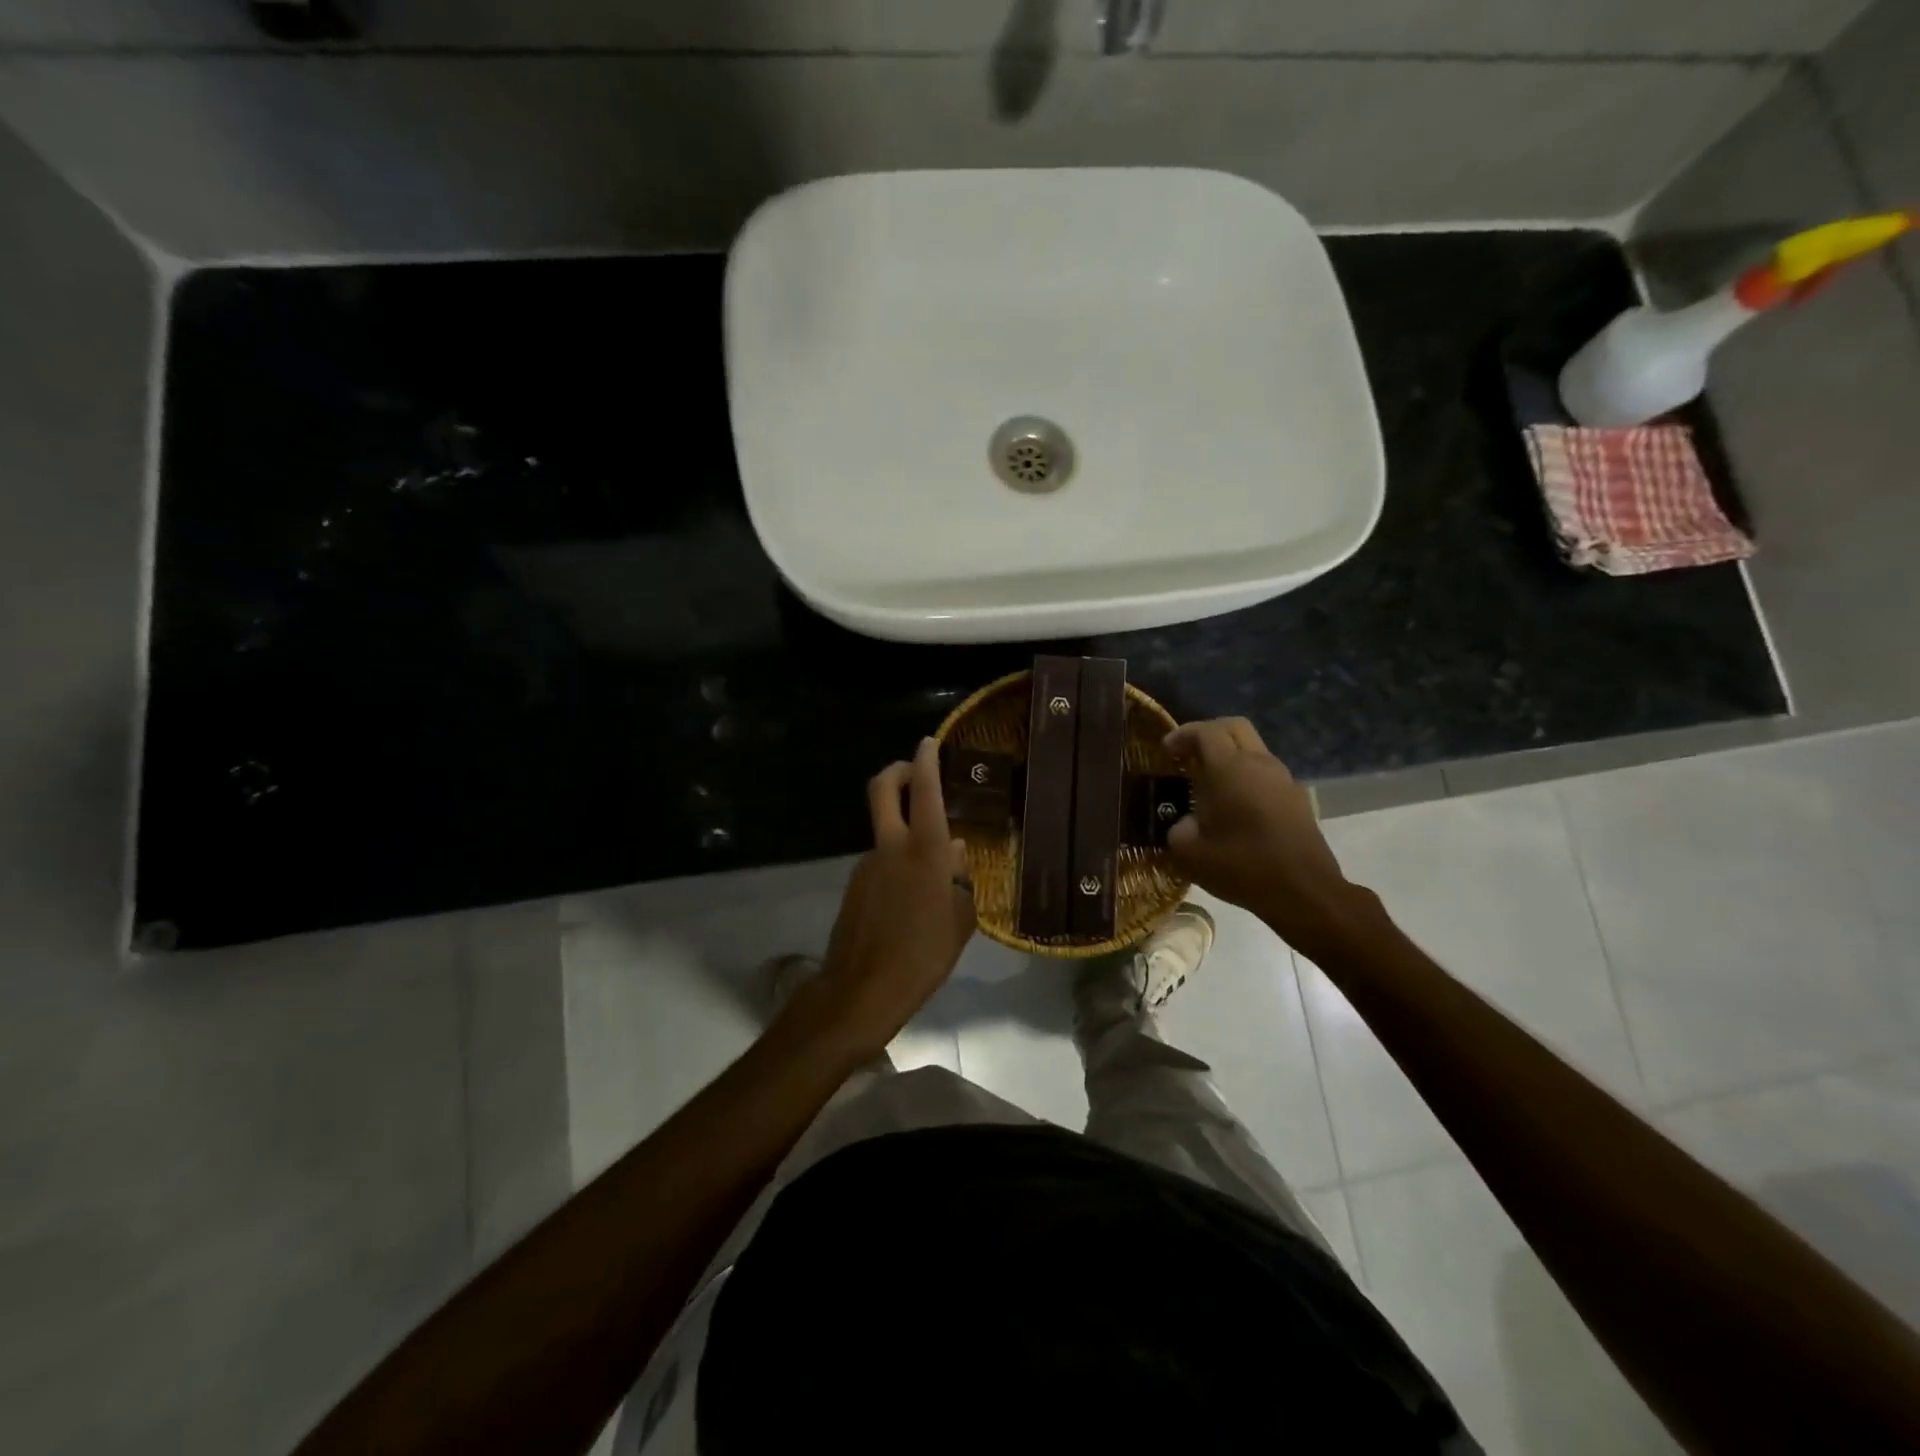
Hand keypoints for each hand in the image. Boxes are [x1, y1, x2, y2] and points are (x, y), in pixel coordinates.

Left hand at [793, 737, 975, 1061]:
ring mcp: (867, 864)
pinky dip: (896, 863)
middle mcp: (891, 846)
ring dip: (903, 829)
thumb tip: (957, 853)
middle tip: (914, 770)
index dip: (926, 760)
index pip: (923, 790)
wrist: (863, 990)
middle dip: (898, 770)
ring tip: (932, 870)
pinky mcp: (855, 885)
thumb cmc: (925, 955)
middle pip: (882, 788)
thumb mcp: (960, 919)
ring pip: (885, 830)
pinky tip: (912, 898)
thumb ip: (961, 879)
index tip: (929, 742)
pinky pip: (880, 861)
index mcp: (925, 850)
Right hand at [1163, 717, 1359, 945]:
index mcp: (1229, 769)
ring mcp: (1282, 779)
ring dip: (1229, 755)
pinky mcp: (1296, 798)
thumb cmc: (1242, 867)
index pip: (1205, 731)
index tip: (1166, 751)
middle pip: (1233, 727)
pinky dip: (1245, 775)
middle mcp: (1258, 764)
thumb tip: (1185, 823)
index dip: (1182, 735)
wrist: (1304, 891)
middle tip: (1188, 755)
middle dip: (1208, 734)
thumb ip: (1178, 829)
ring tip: (1208, 782)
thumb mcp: (1190, 854)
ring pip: (1252, 748)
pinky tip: (1233, 805)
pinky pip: (1265, 772)